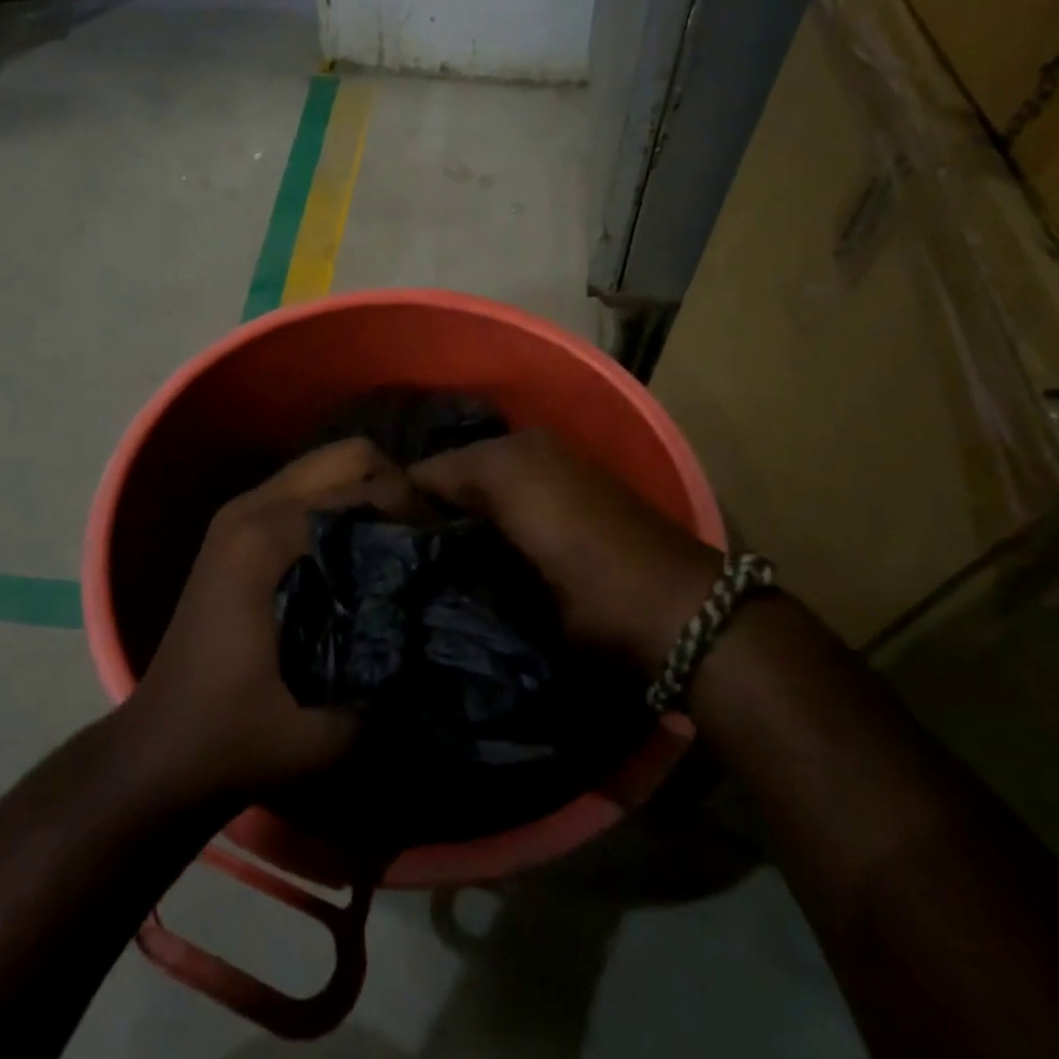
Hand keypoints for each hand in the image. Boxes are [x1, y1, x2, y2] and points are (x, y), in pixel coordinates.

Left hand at [127, 439, 419, 803]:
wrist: (162, 749)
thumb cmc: (239, 737)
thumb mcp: (330, 727)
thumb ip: (392, 668)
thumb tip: (443, 616)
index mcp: (269, 537)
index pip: (370, 489)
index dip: (419, 516)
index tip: (445, 557)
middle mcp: (254, 505)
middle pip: (350, 455)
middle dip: (397, 489)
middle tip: (421, 542)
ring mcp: (240, 510)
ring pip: (327, 466)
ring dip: (368, 493)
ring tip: (396, 543)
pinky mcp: (236, 526)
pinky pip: (306, 487)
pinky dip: (341, 505)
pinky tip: (356, 552)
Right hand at [409, 429, 721, 676]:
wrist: (681, 610)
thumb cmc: (592, 593)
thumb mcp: (513, 582)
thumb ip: (455, 549)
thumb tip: (410, 541)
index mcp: (504, 459)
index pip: (424, 472)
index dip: (396, 507)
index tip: (377, 547)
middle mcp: (523, 448)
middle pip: (451, 474)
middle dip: (428, 510)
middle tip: (404, 558)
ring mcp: (551, 462)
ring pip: (480, 482)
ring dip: (460, 514)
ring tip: (435, 559)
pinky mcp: (571, 481)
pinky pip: (510, 487)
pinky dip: (492, 510)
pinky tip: (482, 549)